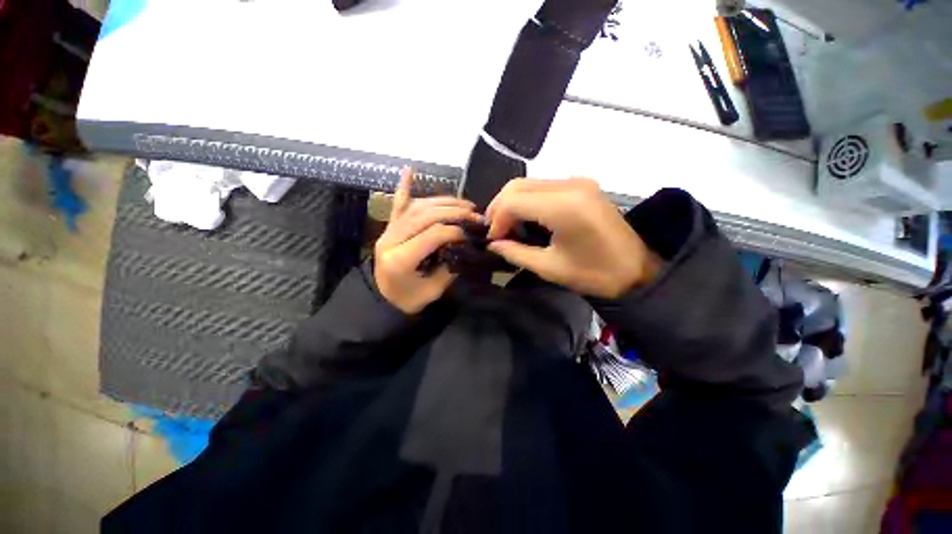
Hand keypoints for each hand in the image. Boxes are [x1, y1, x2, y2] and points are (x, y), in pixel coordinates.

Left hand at [374, 168, 478, 313]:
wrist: (381, 300)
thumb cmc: (407, 300)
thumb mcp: (433, 290)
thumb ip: (449, 266)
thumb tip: (463, 246)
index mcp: (400, 259)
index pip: (432, 234)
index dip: (455, 230)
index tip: (471, 234)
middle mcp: (391, 239)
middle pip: (425, 216)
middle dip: (453, 211)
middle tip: (473, 213)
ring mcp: (387, 230)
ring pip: (416, 207)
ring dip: (442, 201)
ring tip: (463, 203)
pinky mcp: (388, 227)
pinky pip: (397, 205)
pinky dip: (404, 187)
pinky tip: (409, 170)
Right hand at [486, 178, 659, 298]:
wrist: (637, 270)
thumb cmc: (594, 274)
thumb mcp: (550, 268)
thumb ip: (515, 253)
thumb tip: (492, 244)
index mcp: (564, 207)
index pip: (513, 201)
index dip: (496, 220)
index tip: (492, 240)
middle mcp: (570, 185)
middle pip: (517, 186)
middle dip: (499, 208)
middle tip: (496, 233)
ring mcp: (577, 181)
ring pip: (528, 183)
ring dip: (512, 203)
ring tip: (508, 227)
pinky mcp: (582, 185)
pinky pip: (543, 186)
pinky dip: (527, 200)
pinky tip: (526, 218)